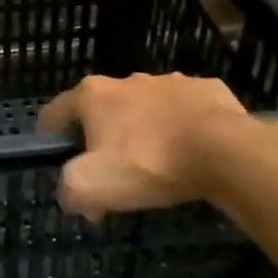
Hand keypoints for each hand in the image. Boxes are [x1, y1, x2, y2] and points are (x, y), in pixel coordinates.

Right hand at [37, 73, 277, 222]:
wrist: (227, 152)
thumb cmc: (151, 163)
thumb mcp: (93, 187)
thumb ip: (69, 191)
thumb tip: (74, 198)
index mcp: (92, 95)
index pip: (55, 112)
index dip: (50, 137)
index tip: (59, 161)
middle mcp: (127, 80)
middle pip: (101, 110)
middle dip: (102, 138)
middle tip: (114, 175)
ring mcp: (169, 81)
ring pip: (144, 108)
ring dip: (143, 130)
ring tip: (159, 164)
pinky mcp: (205, 88)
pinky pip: (183, 109)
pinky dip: (181, 127)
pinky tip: (192, 151)